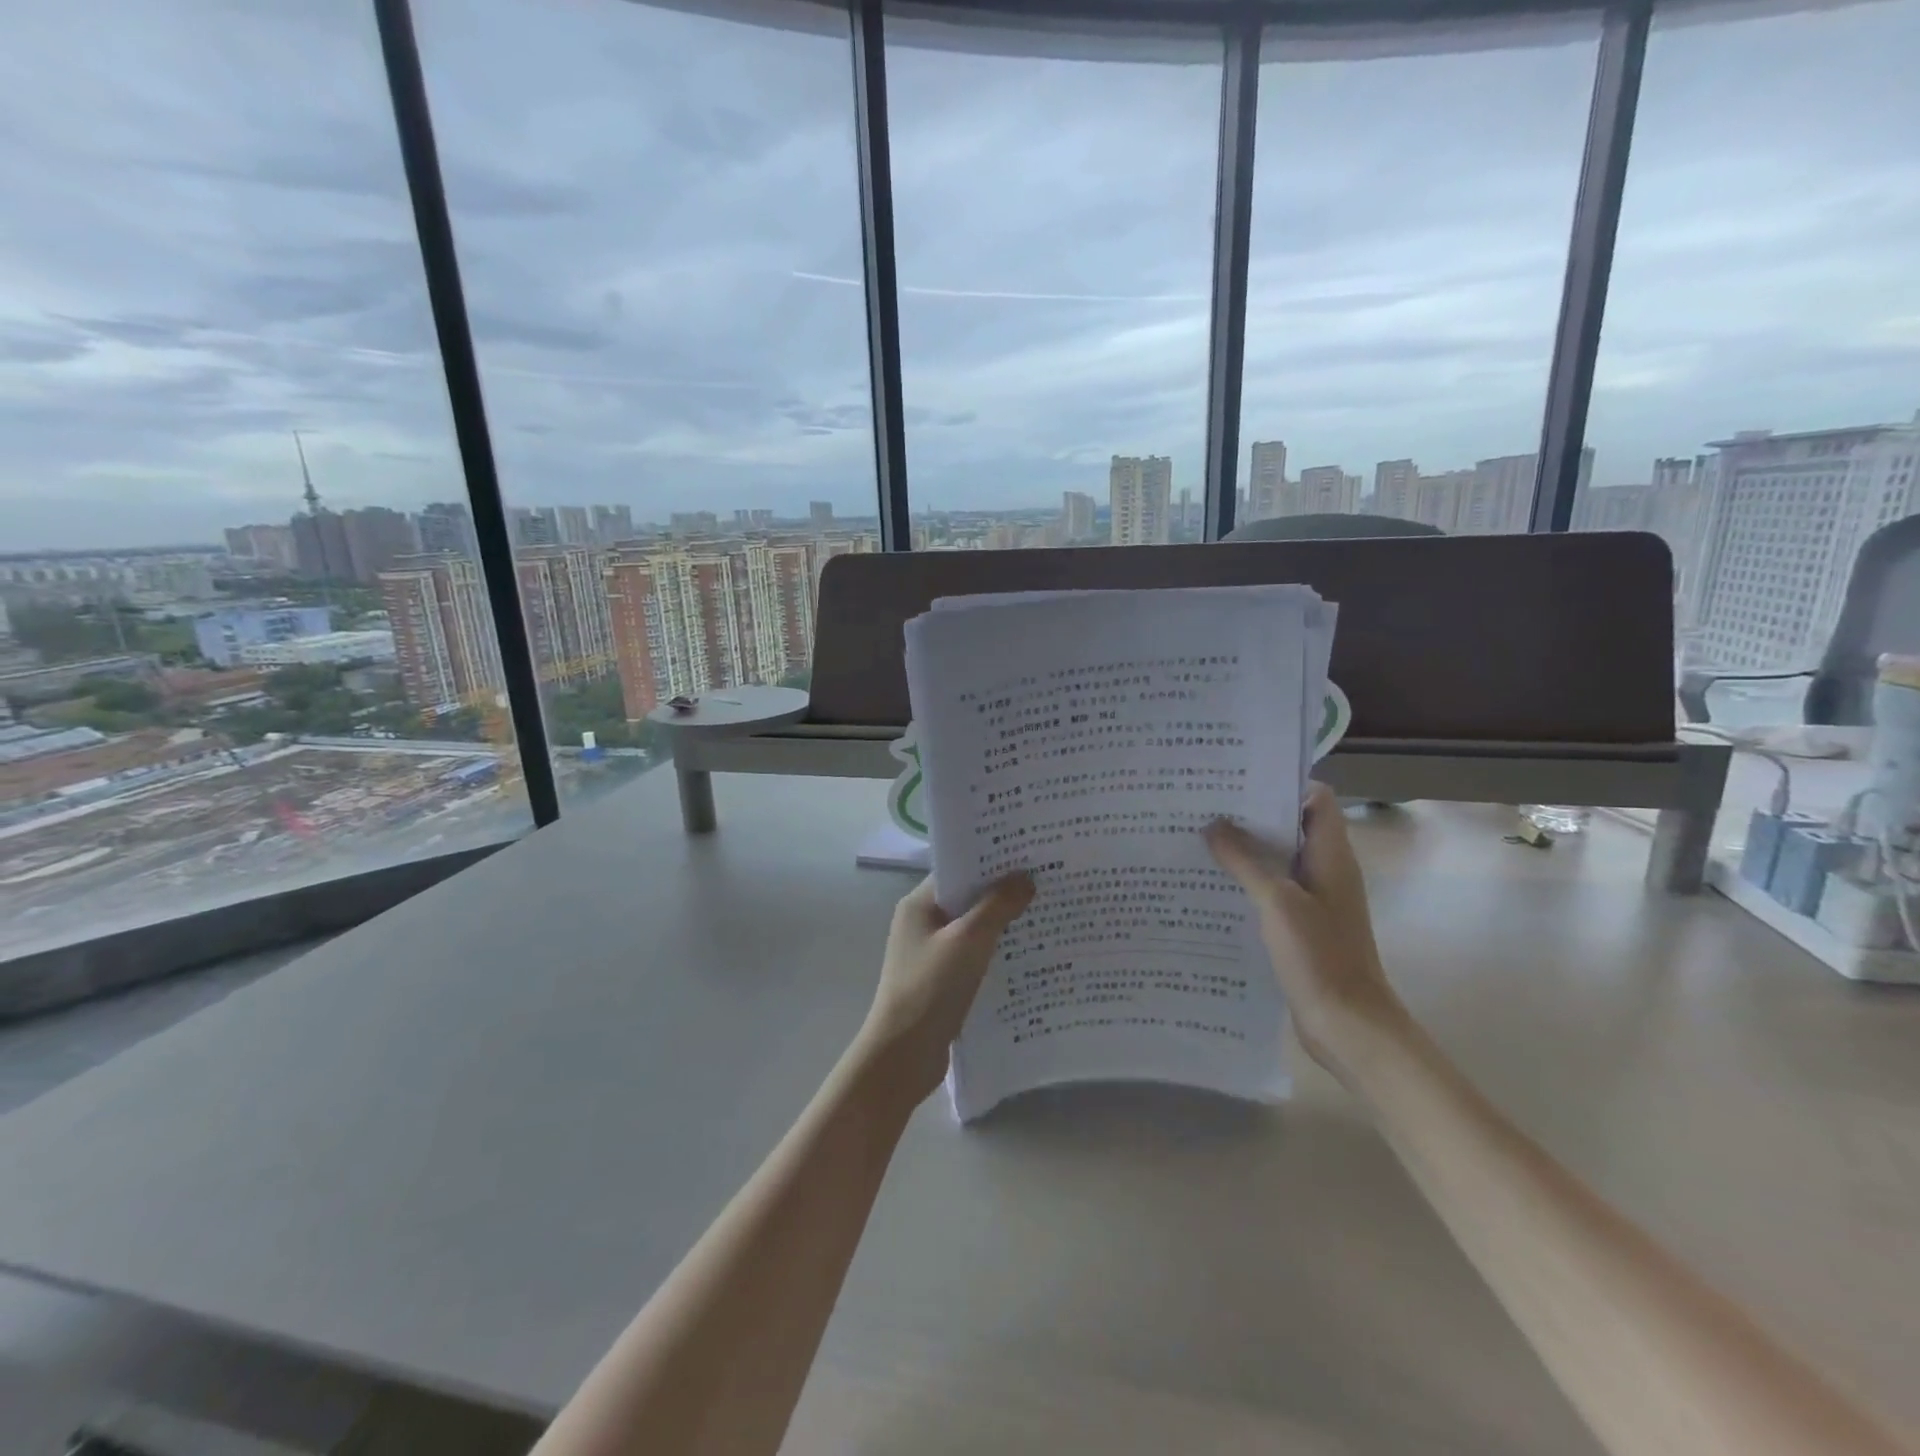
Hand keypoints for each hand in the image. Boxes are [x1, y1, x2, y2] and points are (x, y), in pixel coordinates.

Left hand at [853, 873, 1034, 1104]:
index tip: (1029, 854)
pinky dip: (997, 952)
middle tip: (1047, 881)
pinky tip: (1029, 955)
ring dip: (1003, 924)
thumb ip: (997, 906)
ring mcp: (932, 953)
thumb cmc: (930, 988)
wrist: (903, 1056)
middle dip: (1003, 891)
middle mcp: (923, 923)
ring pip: (974, 929)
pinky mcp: (943, 981)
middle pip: (968, 898)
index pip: (958, 869)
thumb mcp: (968, 941)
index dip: (991, 860)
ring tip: (1047, 913)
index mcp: (919, 904)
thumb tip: (1026, 877)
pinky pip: (975, 956)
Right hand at [1205, 783, 1406, 1084]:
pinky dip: (1247, 882)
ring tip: (1200, 839)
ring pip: (1279, 860)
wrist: (1349, 1025)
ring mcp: (1315, 899)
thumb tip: (1214, 824)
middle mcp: (1326, 870)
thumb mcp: (1277, 902)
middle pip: (1292, 827)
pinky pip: (1273, 890)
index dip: (1283, 784)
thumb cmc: (1320, 956)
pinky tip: (1213, 886)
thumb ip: (1245, 860)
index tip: (1239, 780)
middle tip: (1205, 806)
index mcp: (1331, 855)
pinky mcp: (1302, 926)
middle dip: (1252, 816)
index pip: (1315, 799)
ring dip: (1246, 850)